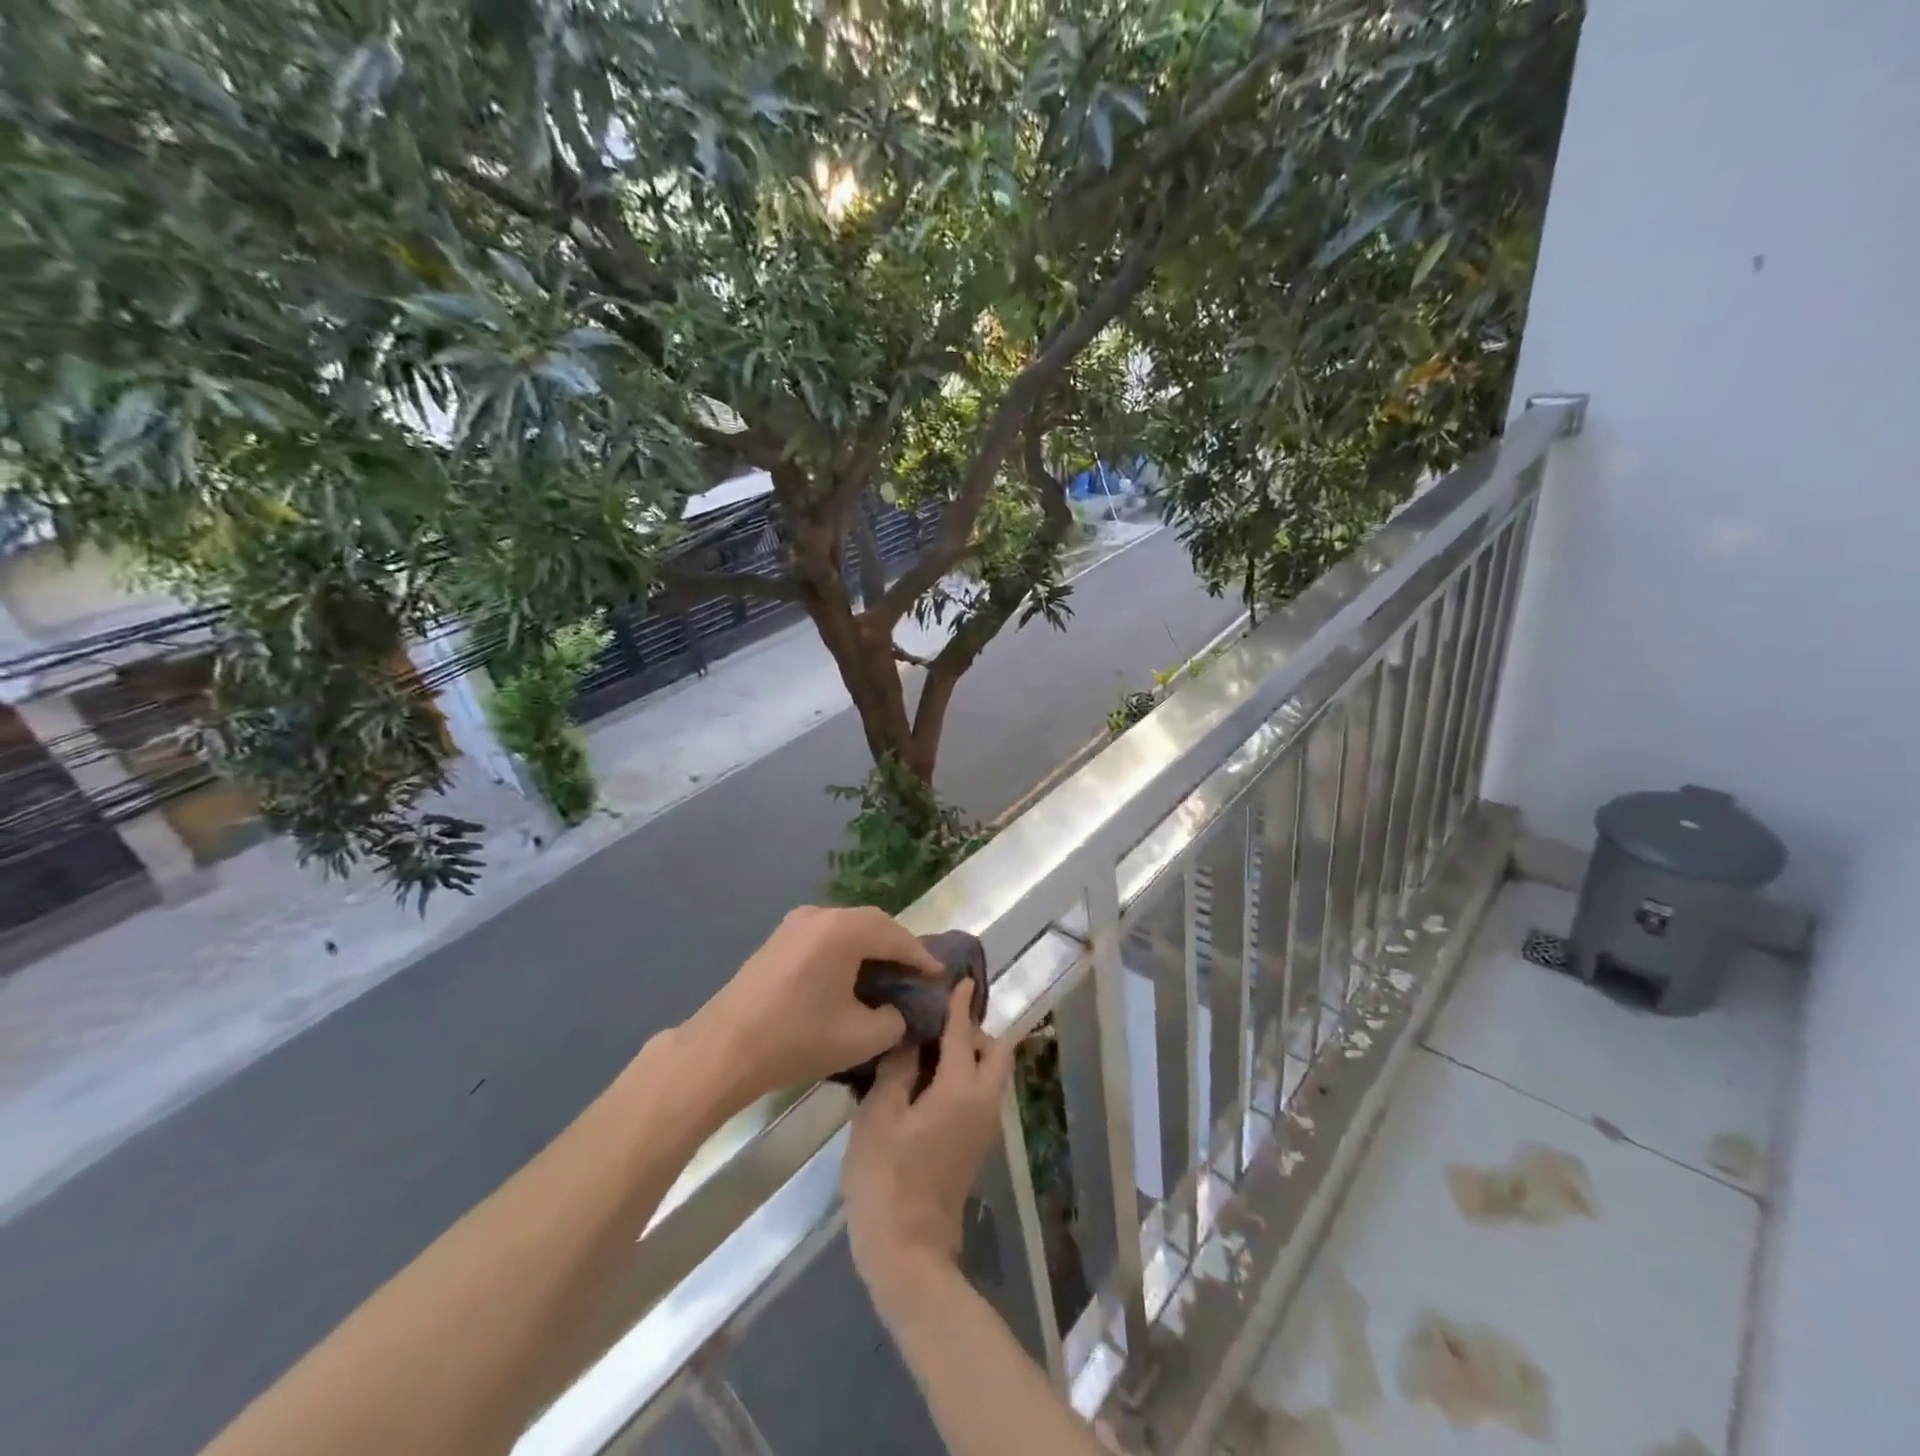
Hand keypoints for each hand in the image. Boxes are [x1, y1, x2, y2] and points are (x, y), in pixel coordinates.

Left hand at [690, 905, 941, 1104]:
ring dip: (872, 947)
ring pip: (848, 928)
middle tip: (917, 973)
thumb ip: (894, 1020)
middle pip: (873, 924)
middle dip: (898, 947)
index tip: (940, 975)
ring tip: (888, 974)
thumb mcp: (861, 1038)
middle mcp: (821, 914)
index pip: (897, 937)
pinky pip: (826, 936)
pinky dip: (847, 950)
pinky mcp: (779, 939)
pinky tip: (852, 975)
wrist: (723, 1050)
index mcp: (844, 930)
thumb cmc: (797, 1040)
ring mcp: (795, 923)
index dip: (922, 957)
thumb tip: (896, 1011)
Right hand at [842, 984, 1015, 1307]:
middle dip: (975, 1030)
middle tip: (938, 1021)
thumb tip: (911, 1036)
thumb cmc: (886, 1177)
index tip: (962, 980)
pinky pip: (981, 1093)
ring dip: (972, 1053)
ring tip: (930, 1045)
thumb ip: (898, 1068)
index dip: (960, 1005)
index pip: (964, 1034)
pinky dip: (966, 1075)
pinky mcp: (976, 1144)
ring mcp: (984, 1127)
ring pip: (991, 1074)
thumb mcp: (880, 1115)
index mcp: (960, 1089)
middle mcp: (983, 1102)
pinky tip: (930, 1079)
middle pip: (996, 1052)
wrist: (907, 1250)